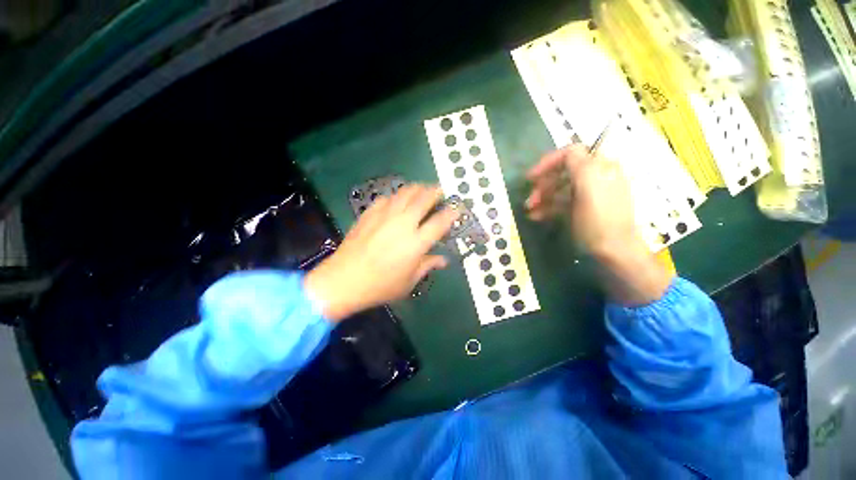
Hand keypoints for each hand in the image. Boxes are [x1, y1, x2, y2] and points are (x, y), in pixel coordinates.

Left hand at [305, 185, 458, 321]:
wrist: (343, 280)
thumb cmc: (380, 286)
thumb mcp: (409, 282)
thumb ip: (427, 266)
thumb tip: (443, 260)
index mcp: (416, 243)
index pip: (440, 222)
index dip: (451, 213)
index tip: (456, 208)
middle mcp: (403, 224)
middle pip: (423, 199)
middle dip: (435, 191)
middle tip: (440, 191)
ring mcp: (384, 216)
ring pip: (405, 193)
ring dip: (417, 189)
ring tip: (421, 189)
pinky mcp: (369, 214)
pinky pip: (386, 198)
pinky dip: (396, 196)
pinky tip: (396, 201)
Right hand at [526, 145, 672, 304]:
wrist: (614, 252)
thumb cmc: (599, 220)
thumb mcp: (589, 186)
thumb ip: (579, 163)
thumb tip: (569, 151)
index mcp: (600, 167)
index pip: (571, 153)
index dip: (549, 162)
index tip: (531, 177)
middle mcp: (595, 177)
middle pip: (562, 172)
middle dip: (543, 184)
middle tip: (529, 199)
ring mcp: (589, 195)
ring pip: (559, 188)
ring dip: (542, 197)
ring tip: (529, 210)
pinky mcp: (583, 209)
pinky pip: (562, 202)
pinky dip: (548, 207)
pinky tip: (536, 216)